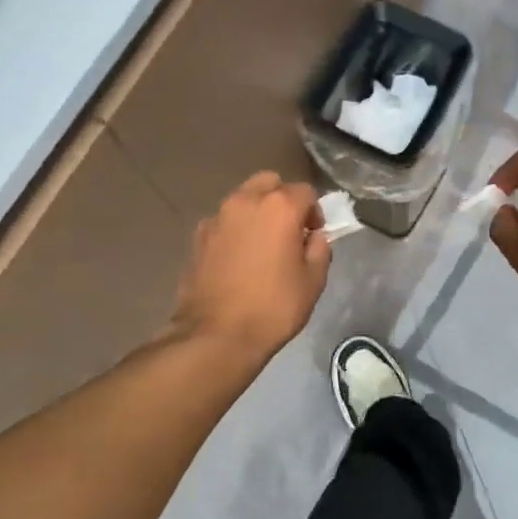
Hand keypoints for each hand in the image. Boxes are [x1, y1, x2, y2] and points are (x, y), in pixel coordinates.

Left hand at [172, 172, 330, 361]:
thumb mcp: (313, 282)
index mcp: (279, 207)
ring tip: (262, 244)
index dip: (314, 212)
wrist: (216, 335)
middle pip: (269, 182)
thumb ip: (319, 250)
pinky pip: (223, 221)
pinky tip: (238, 258)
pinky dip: (235, 229)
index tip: (313, 235)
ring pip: (243, 198)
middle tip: (289, 230)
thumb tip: (314, 237)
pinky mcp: (197, 237)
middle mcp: (245, 202)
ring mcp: (217, 217)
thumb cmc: (273, 308)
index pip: (305, 191)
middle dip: (283, 199)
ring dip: (257, 211)